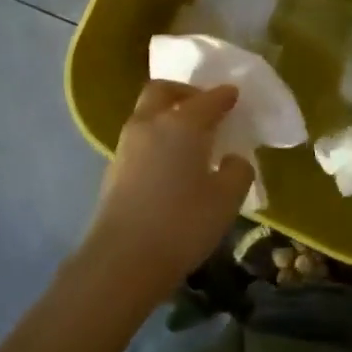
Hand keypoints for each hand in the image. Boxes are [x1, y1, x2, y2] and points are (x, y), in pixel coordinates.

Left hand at [81, 80, 254, 304]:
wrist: (122, 260)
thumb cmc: (182, 224)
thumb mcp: (226, 200)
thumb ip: (237, 172)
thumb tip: (233, 159)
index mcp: (181, 123)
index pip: (207, 99)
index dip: (224, 95)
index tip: (234, 95)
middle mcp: (150, 124)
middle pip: (163, 91)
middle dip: (184, 92)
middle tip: (204, 106)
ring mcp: (126, 145)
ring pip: (147, 113)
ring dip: (167, 114)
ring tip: (189, 136)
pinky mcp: (113, 168)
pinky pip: (139, 138)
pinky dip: (156, 137)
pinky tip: (170, 161)